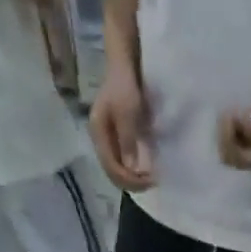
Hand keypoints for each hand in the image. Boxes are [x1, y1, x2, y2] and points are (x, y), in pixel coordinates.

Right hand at [91, 68, 154, 191]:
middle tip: (152, 183)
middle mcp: (99, 141)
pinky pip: (122, 162)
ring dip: (133, 179)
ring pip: (117, 170)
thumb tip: (132, 168)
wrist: (124, 68)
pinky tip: (145, 170)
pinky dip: (133, 170)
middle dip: (132, 182)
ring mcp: (106, 140)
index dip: (131, 180)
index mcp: (98, 134)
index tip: (151, 181)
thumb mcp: (127, 112)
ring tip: (150, 179)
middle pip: (113, 173)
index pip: (112, 169)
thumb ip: (128, 139)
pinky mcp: (115, 139)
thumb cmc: (125, 86)